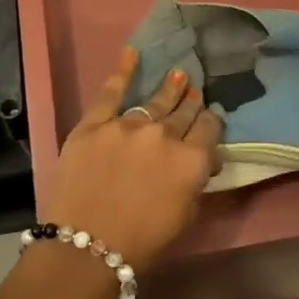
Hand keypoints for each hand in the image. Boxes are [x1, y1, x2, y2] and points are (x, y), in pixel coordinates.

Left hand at [44, 46, 222, 276]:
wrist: (87, 245)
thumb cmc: (144, 241)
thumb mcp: (186, 214)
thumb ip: (196, 181)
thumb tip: (199, 160)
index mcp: (192, 158)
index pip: (210, 128)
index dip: (211, 123)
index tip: (209, 121)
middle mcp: (165, 134)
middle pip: (183, 112)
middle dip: (190, 103)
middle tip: (193, 92)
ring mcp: (128, 125)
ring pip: (154, 100)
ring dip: (169, 87)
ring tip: (178, 74)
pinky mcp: (94, 124)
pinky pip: (111, 92)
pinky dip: (122, 70)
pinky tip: (131, 53)